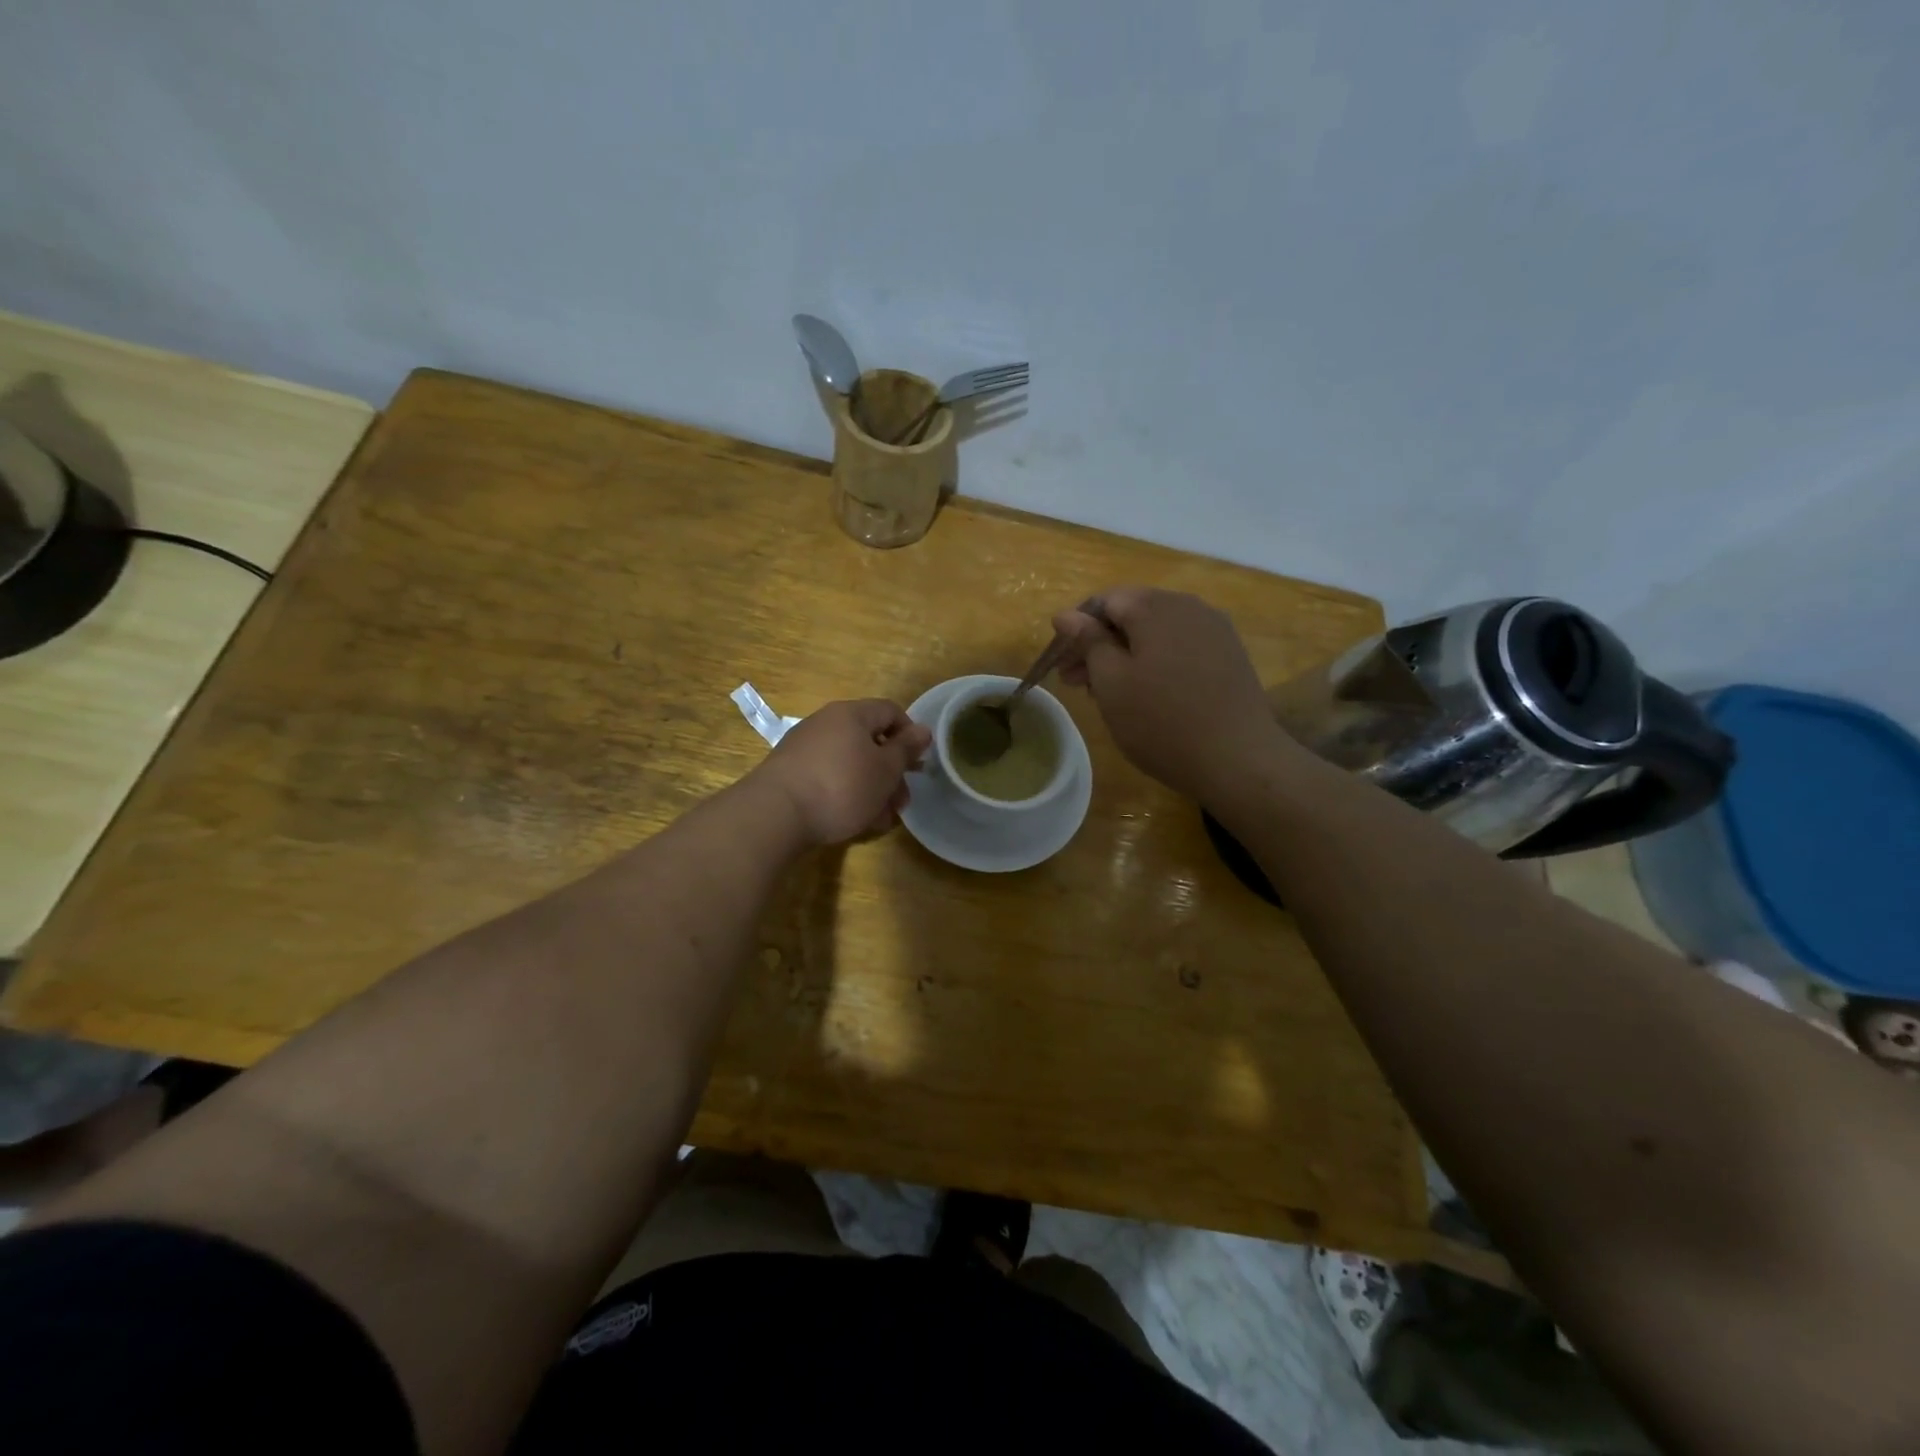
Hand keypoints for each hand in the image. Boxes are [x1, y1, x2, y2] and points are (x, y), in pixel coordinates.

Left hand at [752, 699, 930, 846]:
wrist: (776, 814)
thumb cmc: (842, 786)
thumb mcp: (885, 770)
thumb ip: (906, 749)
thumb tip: (923, 729)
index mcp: (851, 714)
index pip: (890, 711)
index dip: (910, 734)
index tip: (919, 763)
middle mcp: (826, 723)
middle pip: (869, 740)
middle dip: (891, 771)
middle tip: (902, 802)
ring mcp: (805, 748)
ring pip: (850, 763)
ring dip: (872, 788)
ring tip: (882, 819)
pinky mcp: (791, 773)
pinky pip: (829, 777)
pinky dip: (847, 794)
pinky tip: (856, 821)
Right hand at [1054, 587, 1290, 803]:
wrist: (1238, 759)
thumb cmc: (1161, 721)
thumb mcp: (1111, 682)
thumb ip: (1088, 642)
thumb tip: (1065, 614)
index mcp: (1155, 607)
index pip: (1103, 600)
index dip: (1076, 628)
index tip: (1061, 663)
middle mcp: (1188, 606)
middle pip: (1131, 614)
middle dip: (1099, 643)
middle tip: (1074, 682)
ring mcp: (1214, 630)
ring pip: (1156, 632)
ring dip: (1125, 655)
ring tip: (1106, 692)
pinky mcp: (1229, 655)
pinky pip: (1180, 647)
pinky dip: (1154, 662)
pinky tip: (1146, 694)